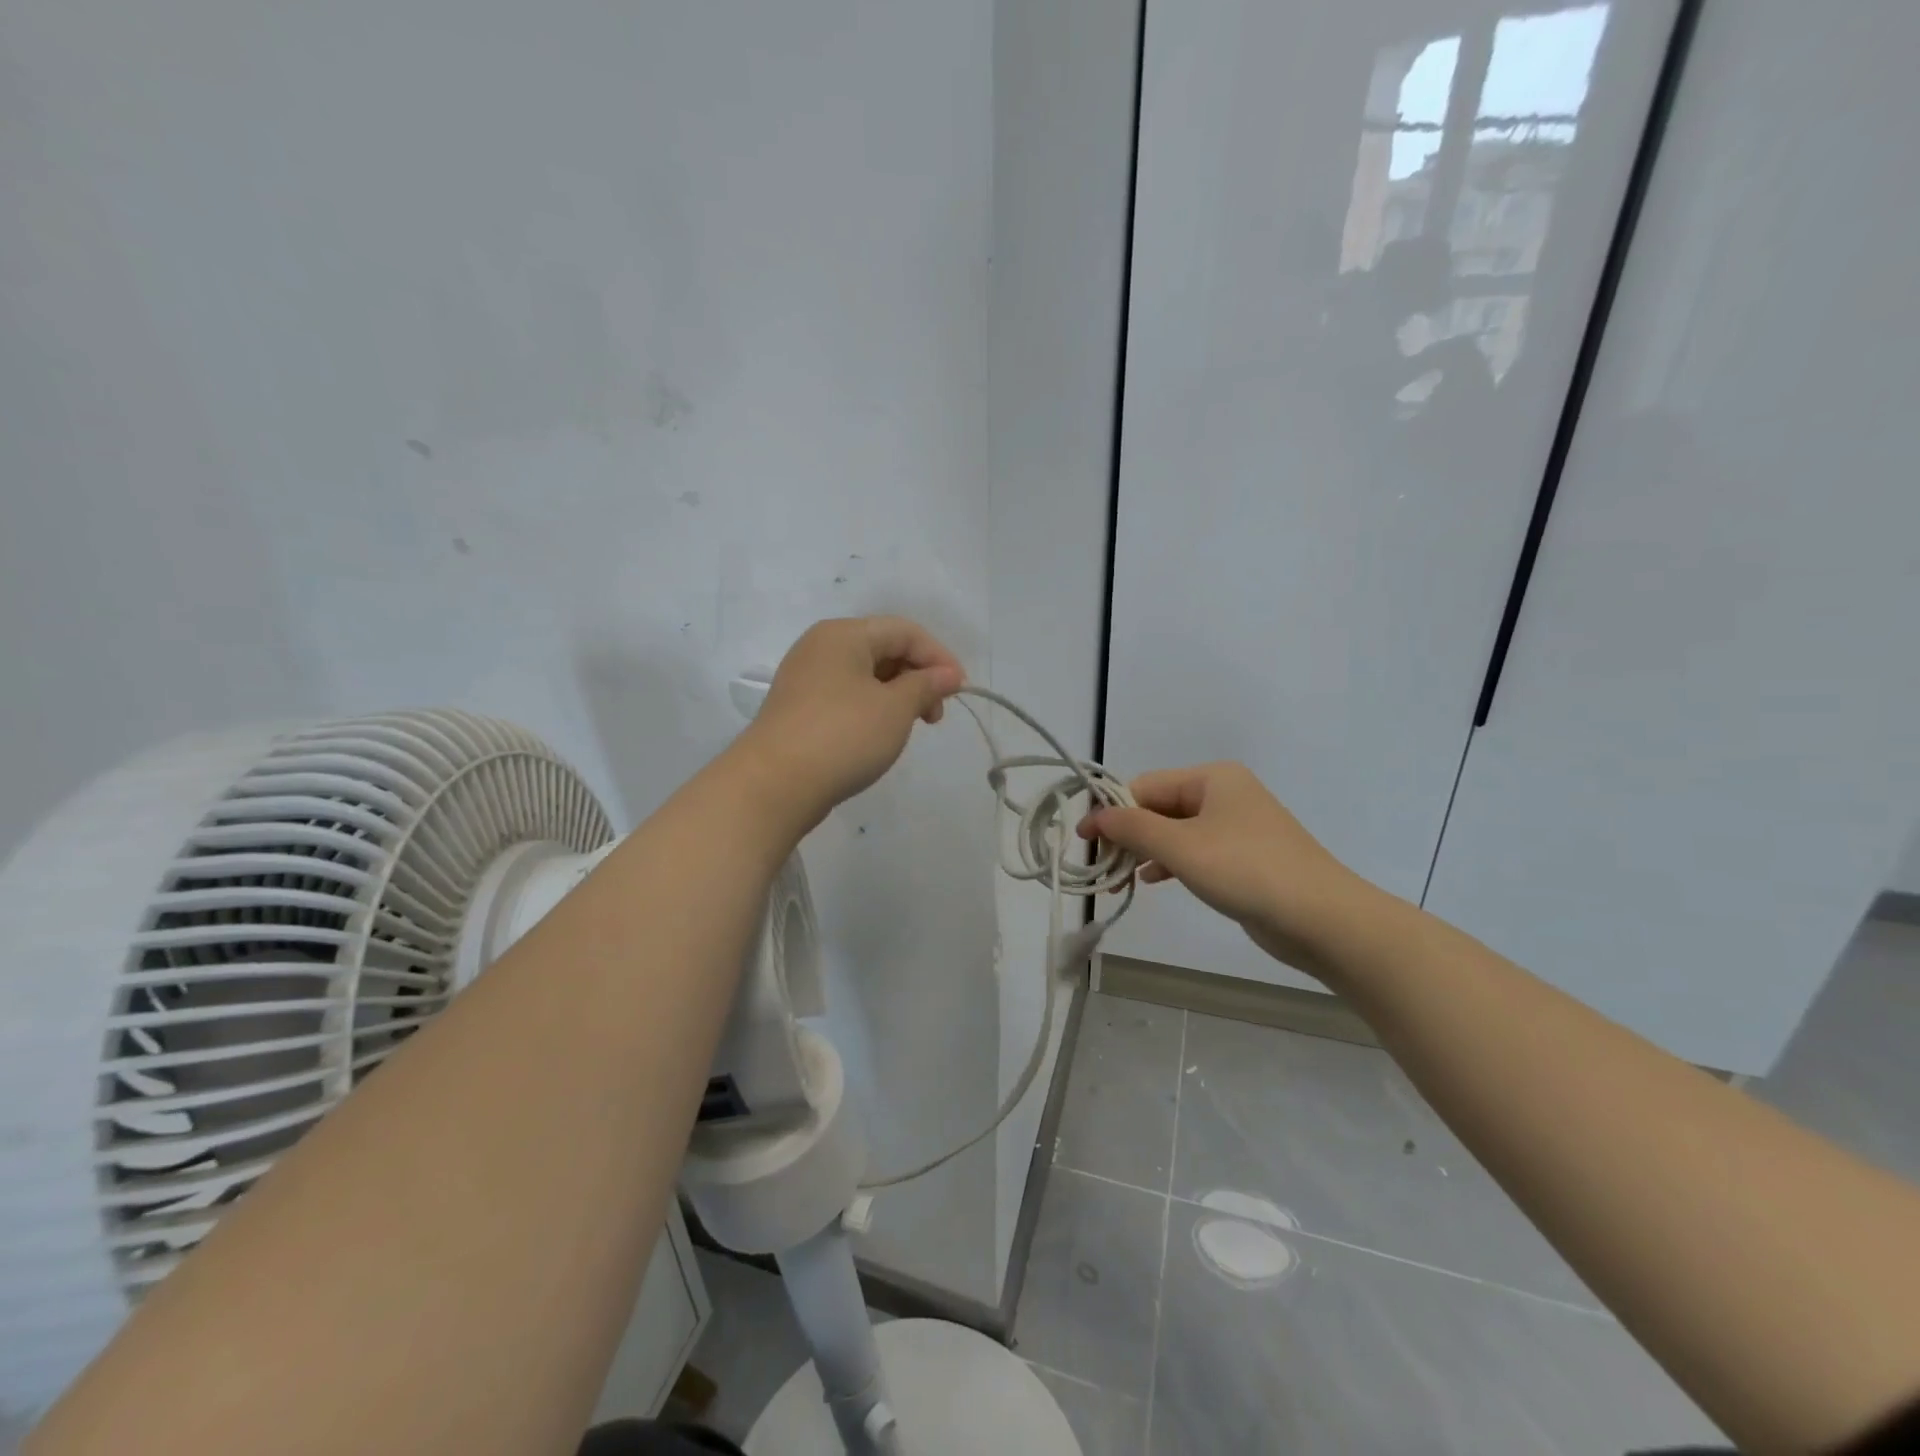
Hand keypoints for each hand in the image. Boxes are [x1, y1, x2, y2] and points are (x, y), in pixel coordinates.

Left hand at [736, 616, 965, 826]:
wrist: (774, 784)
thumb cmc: (842, 736)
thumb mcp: (895, 709)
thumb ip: (926, 685)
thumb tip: (947, 674)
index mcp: (844, 634)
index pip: (904, 631)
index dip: (938, 656)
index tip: (960, 690)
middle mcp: (821, 647)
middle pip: (883, 648)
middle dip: (918, 677)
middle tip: (935, 715)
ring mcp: (806, 677)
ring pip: (865, 674)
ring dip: (897, 694)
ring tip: (911, 727)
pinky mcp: (799, 707)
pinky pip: (846, 694)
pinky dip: (872, 707)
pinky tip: (880, 734)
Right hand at [1079, 762, 1372, 977]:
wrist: (1323, 919)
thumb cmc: (1246, 870)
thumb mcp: (1181, 846)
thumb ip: (1133, 828)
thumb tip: (1094, 816)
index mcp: (1211, 778)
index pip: (1144, 786)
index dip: (1111, 812)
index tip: (1084, 841)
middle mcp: (1223, 794)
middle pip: (1158, 807)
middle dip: (1127, 834)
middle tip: (1101, 865)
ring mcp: (1235, 826)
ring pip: (1174, 831)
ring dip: (1144, 851)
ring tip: (1118, 877)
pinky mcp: (1242, 857)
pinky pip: (1193, 851)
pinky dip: (1169, 863)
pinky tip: (1150, 880)